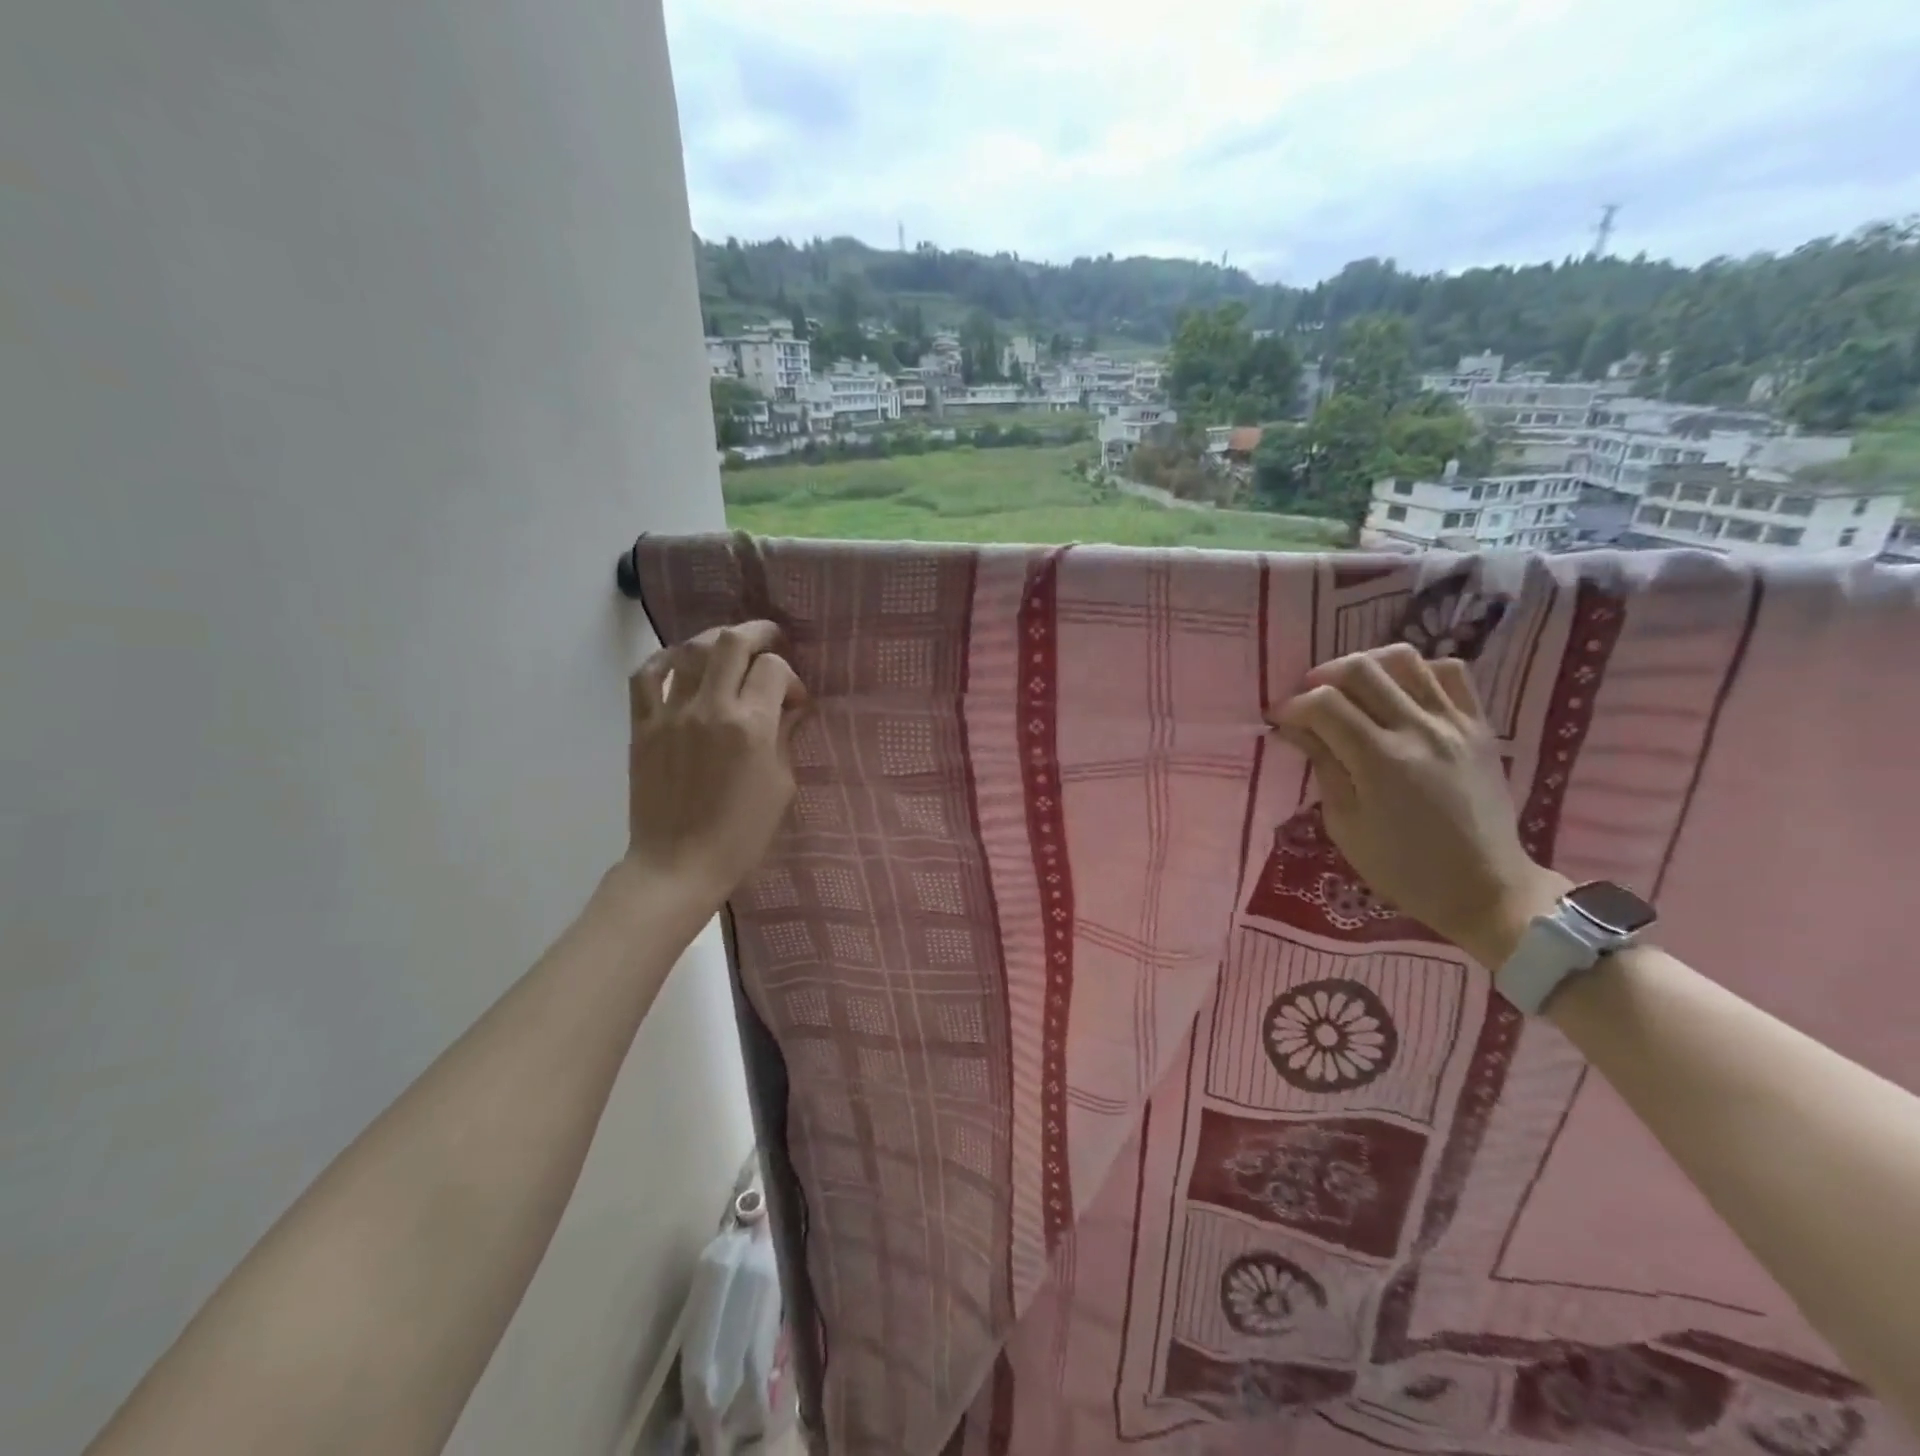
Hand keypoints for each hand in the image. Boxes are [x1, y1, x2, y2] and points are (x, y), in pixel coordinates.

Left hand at [623, 621, 806, 903]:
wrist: (678, 865)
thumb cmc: (741, 834)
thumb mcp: (781, 786)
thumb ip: (786, 736)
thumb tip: (792, 706)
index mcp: (750, 726)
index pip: (774, 669)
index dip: (791, 676)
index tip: (794, 700)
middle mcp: (710, 708)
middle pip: (731, 642)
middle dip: (758, 634)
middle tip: (771, 643)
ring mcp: (670, 714)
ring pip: (691, 650)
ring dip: (716, 641)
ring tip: (730, 649)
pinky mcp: (642, 726)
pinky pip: (646, 675)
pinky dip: (665, 659)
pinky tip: (681, 662)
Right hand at [1267, 642, 1567, 966]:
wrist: (1485, 888)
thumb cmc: (1403, 868)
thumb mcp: (1345, 824)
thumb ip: (1323, 765)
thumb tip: (1296, 728)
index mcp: (1379, 760)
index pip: (1324, 704)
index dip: (1292, 706)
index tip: (1279, 719)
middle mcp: (1418, 730)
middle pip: (1360, 669)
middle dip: (1322, 677)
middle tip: (1309, 700)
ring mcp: (1454, 724)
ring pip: (1405, 659)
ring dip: (1367, 666)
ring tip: (1351, 689)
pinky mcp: (1479, 726)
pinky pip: (1450, 674)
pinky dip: (1417, 672)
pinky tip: (1399, 693)